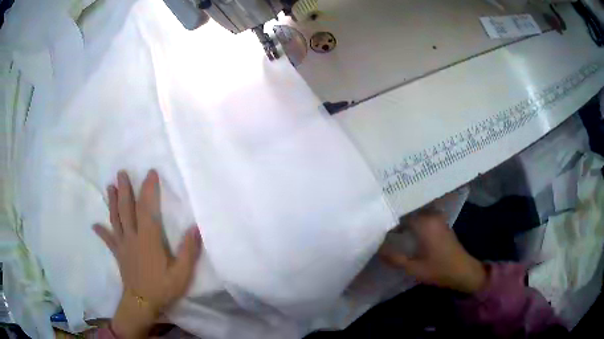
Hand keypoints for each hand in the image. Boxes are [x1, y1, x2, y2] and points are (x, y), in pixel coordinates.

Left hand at [93, 170, 201, 337]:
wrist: (142, 303)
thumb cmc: (163, 288)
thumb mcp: (182, 273)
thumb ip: (188, 251)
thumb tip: (194, 228)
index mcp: (148, 239)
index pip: (147, 209)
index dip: (149, 190)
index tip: (150, 173)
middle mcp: (133, 237)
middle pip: (127, 209)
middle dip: (125, 189)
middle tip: (121, 172)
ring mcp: (123, 245)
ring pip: (116, 219)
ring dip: (113, 202)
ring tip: (110, 187)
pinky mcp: (118, 253)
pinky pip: (108, 240)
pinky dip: (101, 231)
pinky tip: (95, 225)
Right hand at [379, 210, 486, 293]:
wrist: (463, 271)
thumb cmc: (439, 270)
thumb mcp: (414, 269)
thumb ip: (395, 258)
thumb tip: (377, 249)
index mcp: (424, 223)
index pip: (399, 215)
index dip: (385, 219)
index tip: (373, 224)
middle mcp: (431, 215)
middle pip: (407, 210)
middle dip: (393, 215)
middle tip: (377, 220)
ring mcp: (437, 217)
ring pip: (415, 212)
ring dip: (403, 217)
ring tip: (388, 222)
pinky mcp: (440, 222)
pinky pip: (422, 215)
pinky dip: (412, 219)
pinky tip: (404, 228)